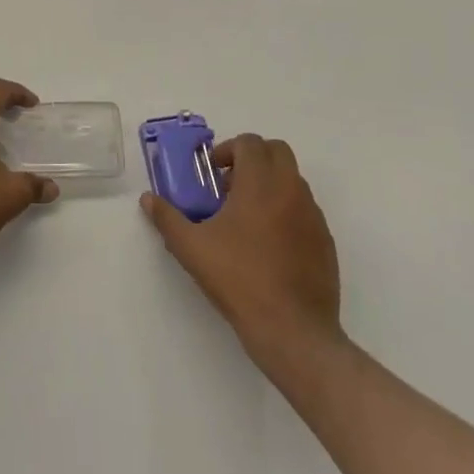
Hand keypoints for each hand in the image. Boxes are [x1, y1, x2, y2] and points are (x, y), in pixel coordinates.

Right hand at [141, 134, 343, 365]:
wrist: (293, 331)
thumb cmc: (239, 280)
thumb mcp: (191, 249)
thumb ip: (167, 218)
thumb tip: (148, 199)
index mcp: (260, 184)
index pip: (250, 142)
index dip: (228, 150)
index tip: (212, 174)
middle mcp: (291, 190)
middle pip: (277, 151)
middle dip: (252, 159)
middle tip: (229, 186)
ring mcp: (313, 216)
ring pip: (292, 180)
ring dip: (269, 184)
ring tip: (245, 218)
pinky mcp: (325, 241)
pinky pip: (304, 209)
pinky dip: (286, 210)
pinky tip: (268, 245)